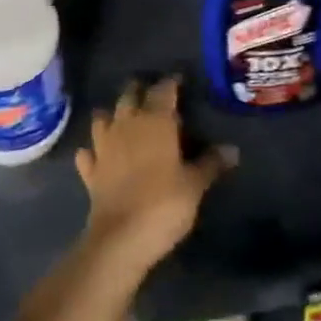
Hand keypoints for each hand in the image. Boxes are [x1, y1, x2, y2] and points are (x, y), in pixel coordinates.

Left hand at [76, 77, 234, 272]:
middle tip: (153, 97)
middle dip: (140, 91)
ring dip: (112, 115)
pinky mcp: (91, 171)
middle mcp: (127, 124)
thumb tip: (232, 149)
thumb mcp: (194, 185)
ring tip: (124, 120)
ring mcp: (104, 146)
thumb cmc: (164, 204)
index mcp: (155, 121)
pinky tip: (98, 155)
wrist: (120, 239)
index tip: (180, 82)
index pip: (163, 89)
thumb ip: (211, 163)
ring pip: (103, 117)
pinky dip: (92, 151)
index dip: (171, 83)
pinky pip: (88, 153)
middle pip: (130, 95)